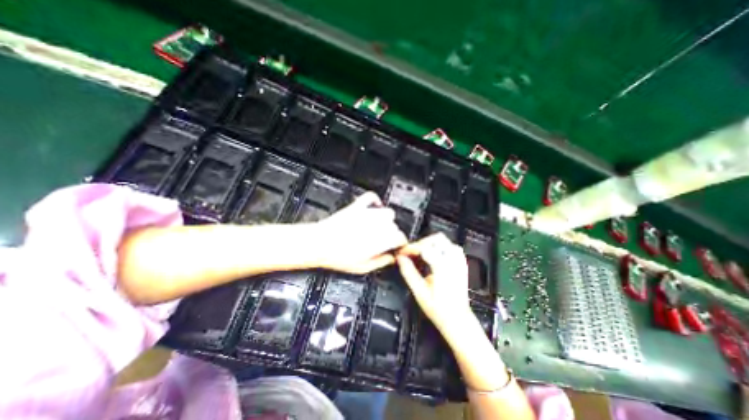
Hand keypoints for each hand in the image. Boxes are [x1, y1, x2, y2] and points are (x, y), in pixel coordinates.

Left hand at [313, 192, 408, 274]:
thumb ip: (381, 262)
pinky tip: (374, 207)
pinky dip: (375, 201)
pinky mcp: (357, 206)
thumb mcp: (362, 267)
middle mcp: (377, 225)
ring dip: (386, 219)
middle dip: (391, 232)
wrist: (319, 243)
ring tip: (378, 226)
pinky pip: (371, 197)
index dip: (400, 242)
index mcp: (380, 240)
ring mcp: (367, 214)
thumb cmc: (338, 256)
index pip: (400, 237)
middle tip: (382, 240)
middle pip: (394, 225)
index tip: (397, 245)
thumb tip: (390, 258)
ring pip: (388, 212)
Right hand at [395, 234, 468, 333]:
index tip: (402, 253)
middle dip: (421, 243)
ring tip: (420, 253)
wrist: (458, 320)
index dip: (410, 248)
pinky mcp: (461, 263)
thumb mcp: (419, 292)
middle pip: (436, 239)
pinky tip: (433, 256)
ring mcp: (459, 261)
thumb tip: (400, 259)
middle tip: (411, 252)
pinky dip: (440, 247)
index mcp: (443, 268)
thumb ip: (408, 272)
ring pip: (444, 240)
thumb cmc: (439, 309)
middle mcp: (453, 261)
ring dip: (430, 243)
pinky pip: (451, 246)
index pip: (424, 248)